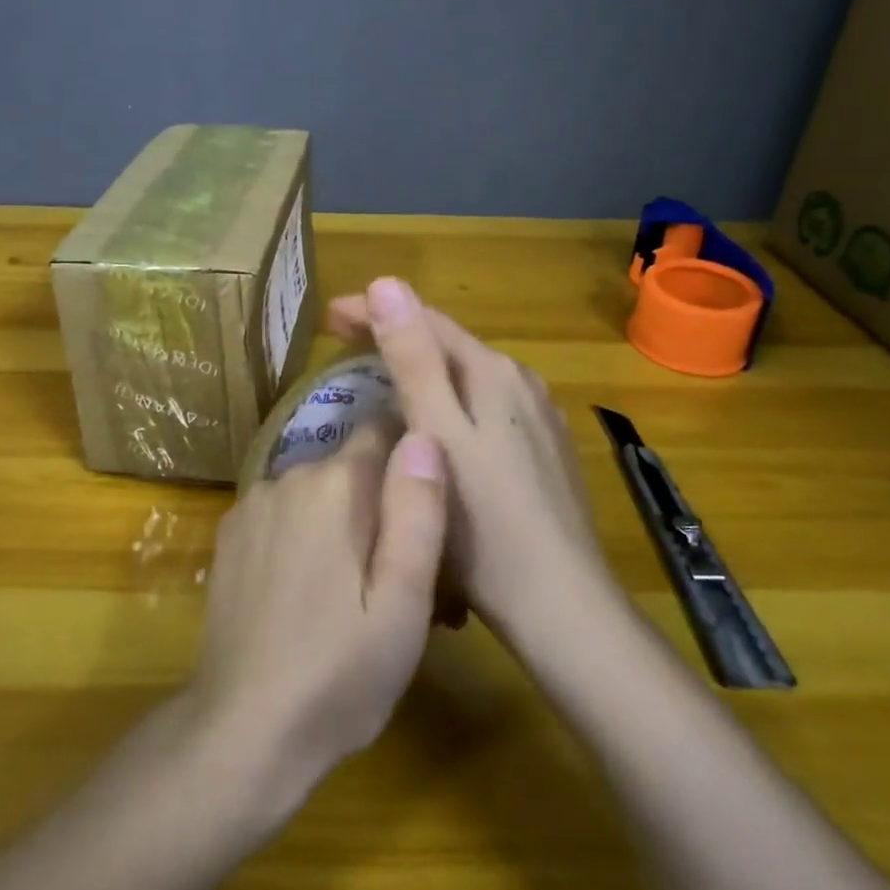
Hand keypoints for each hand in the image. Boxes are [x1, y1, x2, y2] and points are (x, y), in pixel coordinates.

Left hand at [187, 423, 449, 798]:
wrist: (242, 730)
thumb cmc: (339, 673)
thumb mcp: (403, 603)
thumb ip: (417, 511)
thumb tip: (424, 435)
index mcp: (336, 483)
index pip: (383, 430)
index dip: (411, 459)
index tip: (426, 506)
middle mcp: (290, 475)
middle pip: (351, 467)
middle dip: (378, 502)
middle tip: (399, 573)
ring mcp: (253, 503)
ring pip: (316, 491)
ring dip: (339, 520)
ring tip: (354, 591)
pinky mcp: (230, 534)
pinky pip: (283, 513)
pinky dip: (302, 533)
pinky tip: (306, 591)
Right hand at [326, 278, 606, 638]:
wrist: (561, 606)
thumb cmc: (485, 524)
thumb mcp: (437, 434)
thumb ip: (413, 358)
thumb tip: (387, 284)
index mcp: (493, 372)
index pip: (426, 320)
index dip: (374, 310)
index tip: (328, 316)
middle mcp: (521, 382)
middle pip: (448, 344)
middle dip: (395, 335)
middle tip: (341, 344)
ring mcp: (538, 417)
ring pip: (467, 376)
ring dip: (420, 367)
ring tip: (376, 378)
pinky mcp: (543, 450)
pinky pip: (484, 406)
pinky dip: (448, 399)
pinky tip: (433, 424)